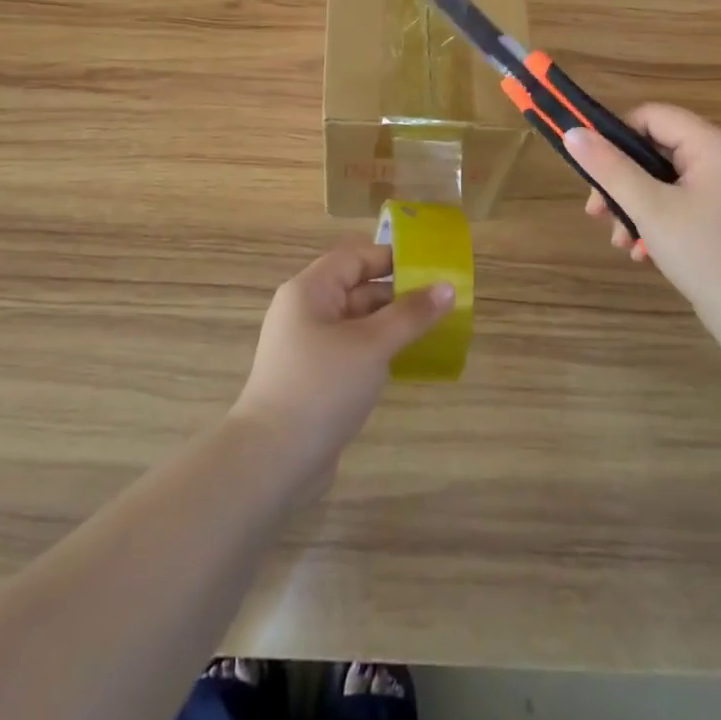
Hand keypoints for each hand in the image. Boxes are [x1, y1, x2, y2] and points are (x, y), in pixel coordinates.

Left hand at [230, 245, 453, 498]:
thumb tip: (447, 287)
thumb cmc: (322, 386)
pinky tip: (406, 362)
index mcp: (309, 291)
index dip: (390, 259)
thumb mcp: (372, 345)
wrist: (273, 460)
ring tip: (433, 331)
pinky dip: (377, 351)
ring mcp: (307, 347)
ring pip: (356, 323)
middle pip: (356, 289)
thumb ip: (411, 314)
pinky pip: (351, 351)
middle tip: (441, 304)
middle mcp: (305, 312)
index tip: (430, 268)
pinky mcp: (314, 378)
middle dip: (397, 295)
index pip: (353, 259)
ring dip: (390, 325)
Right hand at [565, 105, 720, 329]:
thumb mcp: (650, 209)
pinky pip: (679, 200)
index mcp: (714, 146)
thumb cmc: (705, 254)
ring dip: (634, 205)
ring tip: (620, 240)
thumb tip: (572, 133)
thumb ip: (610, 168)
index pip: (653, 116)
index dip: (617, 136)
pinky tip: (642, 251)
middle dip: (621, 181)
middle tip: (598, 213)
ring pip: (663, 179)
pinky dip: (656, 219)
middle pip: (656, 149)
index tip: (593, 169)